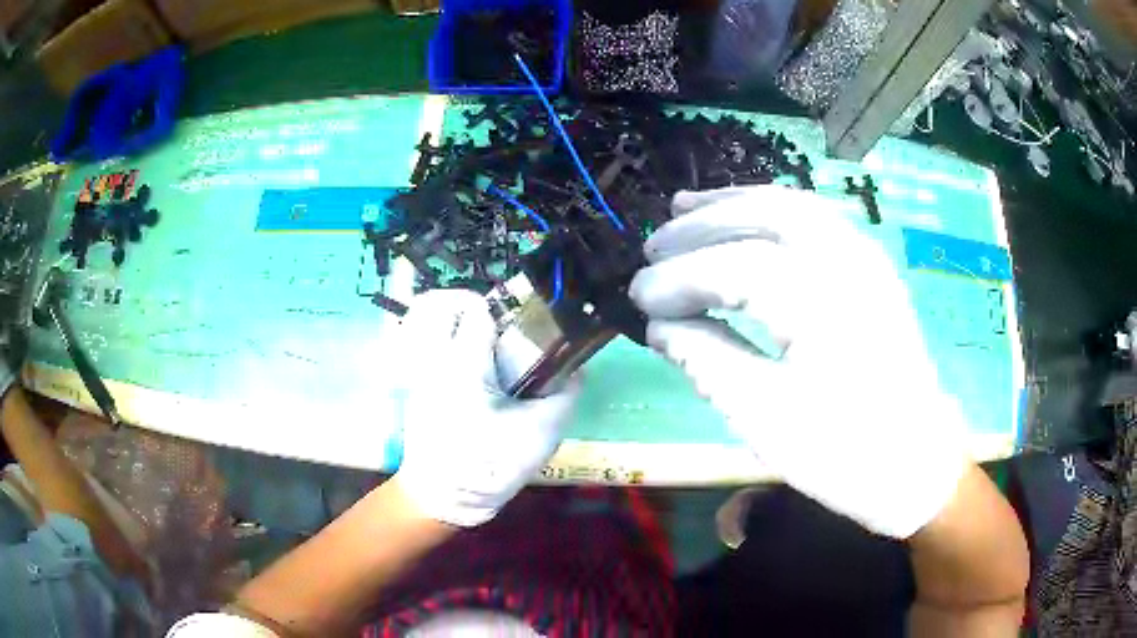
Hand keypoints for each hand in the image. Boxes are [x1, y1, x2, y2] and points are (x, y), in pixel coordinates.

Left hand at [393, 290, 579, 526]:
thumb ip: (565, 395)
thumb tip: (577, 369)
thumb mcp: (540, 433)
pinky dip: (454, 348)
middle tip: (505, 330)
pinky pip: (434, 350)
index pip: (480, 309)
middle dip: (477, 308)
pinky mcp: (418, 388)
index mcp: (463, 364)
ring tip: (493, 352)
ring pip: (436, 325)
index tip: (530, 326)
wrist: (442, 498)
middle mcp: (435, 359)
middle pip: (447, 305)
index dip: (509, 309)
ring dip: (463, 327)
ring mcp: (420, 372)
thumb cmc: (489, 466)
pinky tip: (479, 378)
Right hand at [629, 185, 969, 538]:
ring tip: (684, 209)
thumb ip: (707, 360)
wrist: (916, 464)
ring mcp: (866, 258)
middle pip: (763, 215)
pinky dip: (769, 209)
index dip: (678, 278)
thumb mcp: (767, 420)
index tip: (637, 299)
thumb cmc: (845, 456)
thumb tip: (659, 324)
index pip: (735, 267)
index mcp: (826, 305)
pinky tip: (743, 219)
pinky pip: (814, 218)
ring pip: (790, 204)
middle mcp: (849, 262)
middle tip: (651, 246)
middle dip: (700, 226)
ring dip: (732, 203)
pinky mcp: (871, 267)